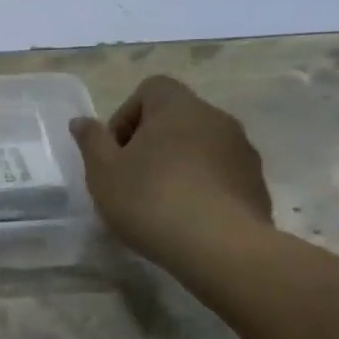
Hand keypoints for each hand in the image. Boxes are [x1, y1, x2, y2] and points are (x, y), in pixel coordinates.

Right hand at [70, 75, 272, 265]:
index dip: (127, 116)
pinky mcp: (257, 184)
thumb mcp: (103, 173)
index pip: (150, 89)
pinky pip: (222, 175)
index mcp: (177, 106)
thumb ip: (91, 141)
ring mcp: (242, 151)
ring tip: (161, 204)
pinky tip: (189, 220)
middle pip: (177, 118)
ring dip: (179, 165)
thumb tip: (81, 121)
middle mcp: (215, 118)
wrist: (221, 248)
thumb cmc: (151, 200)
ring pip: (201, 147)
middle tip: (132, 179)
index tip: (116, 152)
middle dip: (152, 143)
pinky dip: (203, 188)